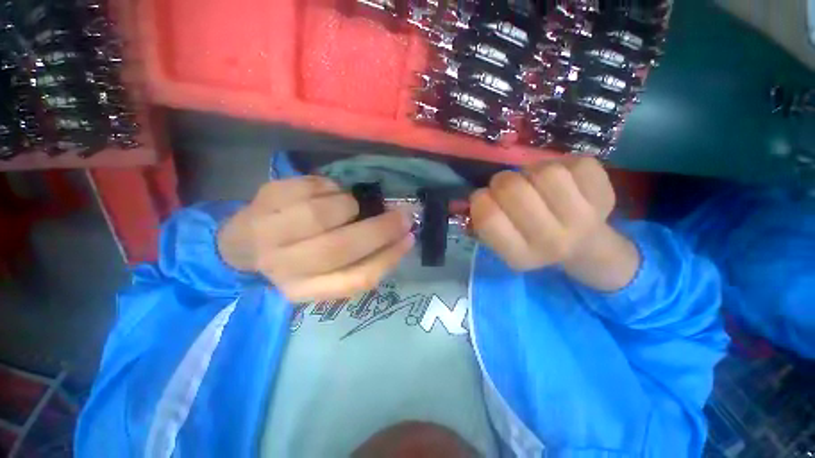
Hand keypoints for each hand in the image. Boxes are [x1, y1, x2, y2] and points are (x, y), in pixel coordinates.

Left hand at [217, 176, 413, 301]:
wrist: (237, 244)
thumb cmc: (293, 259)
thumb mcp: (323, 273)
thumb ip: (359, 261)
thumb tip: (398, 237)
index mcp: (305, 289)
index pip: (354, 280)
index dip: (387, 258)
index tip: (409, 239)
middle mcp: (284, 267)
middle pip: (339, 247)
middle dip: (380, 229)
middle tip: (402, 214)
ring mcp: (267, 232)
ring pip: (322, 215)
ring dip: (349, 204)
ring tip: (350, 204)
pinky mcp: (262, 200)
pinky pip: (309, 186)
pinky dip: (328, 187)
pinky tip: (326, 192)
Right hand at [470, 158, 638, 290]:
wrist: (585, 247)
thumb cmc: (533, 241)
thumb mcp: (503, 243)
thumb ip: (484, 222)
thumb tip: (477, 195)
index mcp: (520, 256)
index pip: (488, 218)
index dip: (480, 199)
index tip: (484, 198)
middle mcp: (551, 242)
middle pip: (513, 189)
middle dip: (502, 181)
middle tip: (509, 187)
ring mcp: (583, 219)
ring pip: (545, 172)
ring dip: (533, 172)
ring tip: (536, 183)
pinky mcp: (604, 195)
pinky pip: (576, 164)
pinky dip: (565, 166)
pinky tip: (564, 182)